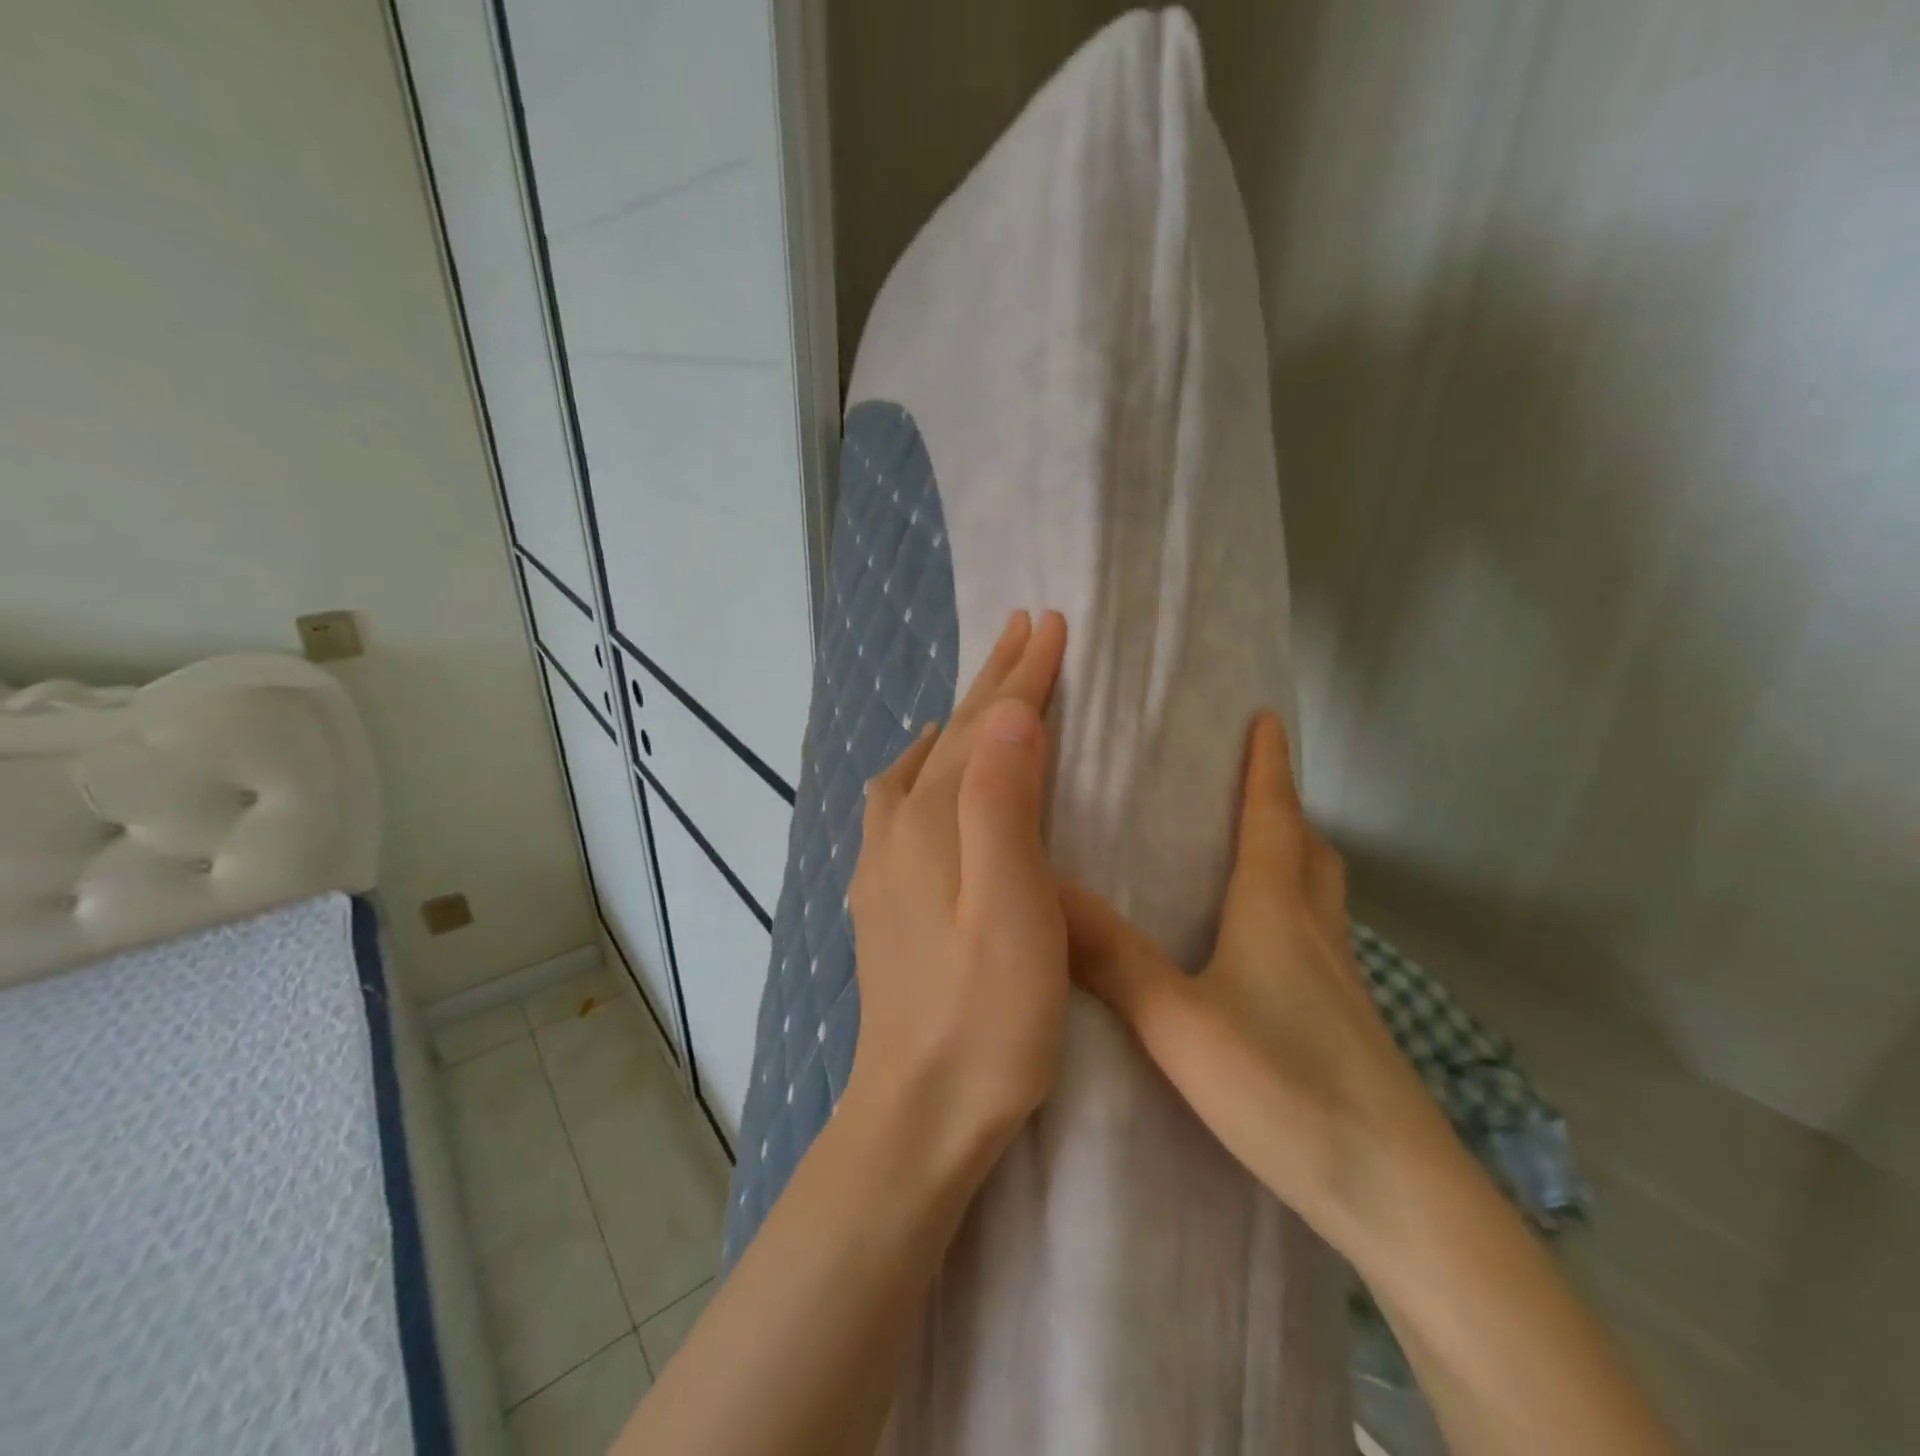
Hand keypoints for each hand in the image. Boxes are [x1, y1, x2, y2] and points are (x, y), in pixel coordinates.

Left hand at [845, 609, 1070, 1170]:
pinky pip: (898, 802)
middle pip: (951, 736)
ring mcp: (883, 864)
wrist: (917, 1112)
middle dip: (992, 681)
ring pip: (922, 764)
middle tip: (1025, 631)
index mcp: (935, 824)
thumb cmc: (987, 1019)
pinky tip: (928, 778)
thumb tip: (1007, 715)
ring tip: (981, 696)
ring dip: (957, 720)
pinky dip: (924, 766)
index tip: (1052, 624)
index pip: (986, 729)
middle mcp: (900, 830)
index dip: (1022, 675)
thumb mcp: (1013, 910)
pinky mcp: (884, 896)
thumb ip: (1004, 807)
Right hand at [1062, 710, 1457, 1247]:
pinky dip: (1295, 914)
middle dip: (1286, 806)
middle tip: (1252, 784)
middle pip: (1310, 849)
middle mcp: (1317, 933)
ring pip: (1321, 895)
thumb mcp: (1179, 1023)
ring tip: (1253, 853)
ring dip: (1296, 858)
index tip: (1268, 717)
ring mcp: (1342, 982)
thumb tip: (1048, 894)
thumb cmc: (1288, 1090)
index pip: (1275, 817)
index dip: (1270, 765)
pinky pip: (1319, 940)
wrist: (1399, 1197)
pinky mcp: (1350, 1025)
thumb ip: (1112, 959)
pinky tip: (1262, 951)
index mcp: (1278, 912)